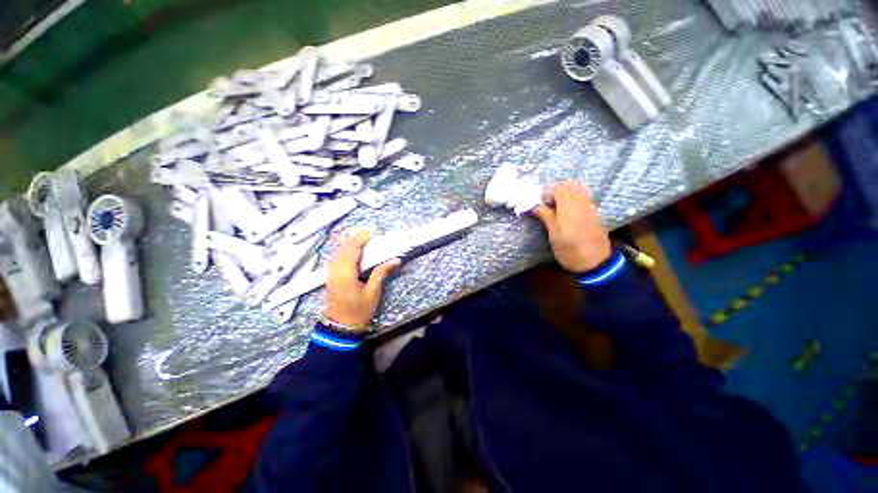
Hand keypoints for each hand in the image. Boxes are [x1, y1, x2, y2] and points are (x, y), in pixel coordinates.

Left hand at [325, 231, 400, 329]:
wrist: (341, 327)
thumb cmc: (359, 311)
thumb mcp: (373, 292)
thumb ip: (381, 273)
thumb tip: (395, 260)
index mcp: (345, 273)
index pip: (351, 250)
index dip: (359, 239)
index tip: (369, 233)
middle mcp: (335, 270)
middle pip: (342, 249)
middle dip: (353, 239)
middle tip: (366, 235)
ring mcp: (330, 274)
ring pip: (337, 253)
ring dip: (348, 245)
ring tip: (360, 240)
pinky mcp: (330, 278)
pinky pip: (336, 259)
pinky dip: (344, 252)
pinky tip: (351, 252)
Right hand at [532, 180, 611, 272]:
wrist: (595, 262)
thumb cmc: (570, 249)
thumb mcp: (553, 234)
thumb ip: (545, 216)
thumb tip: (535, 206)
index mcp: (569, 207)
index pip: (559, 187)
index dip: (547, 193)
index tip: (541, 204)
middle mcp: (581, 203)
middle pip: (570, 184)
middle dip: (557, 190)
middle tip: (549, 204)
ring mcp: (590, 207)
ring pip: (579, 190)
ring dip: (567, 194)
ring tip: (558, 208)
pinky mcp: (595, 213)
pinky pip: (585, 197)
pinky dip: (575, 199)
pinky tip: (569, 213)